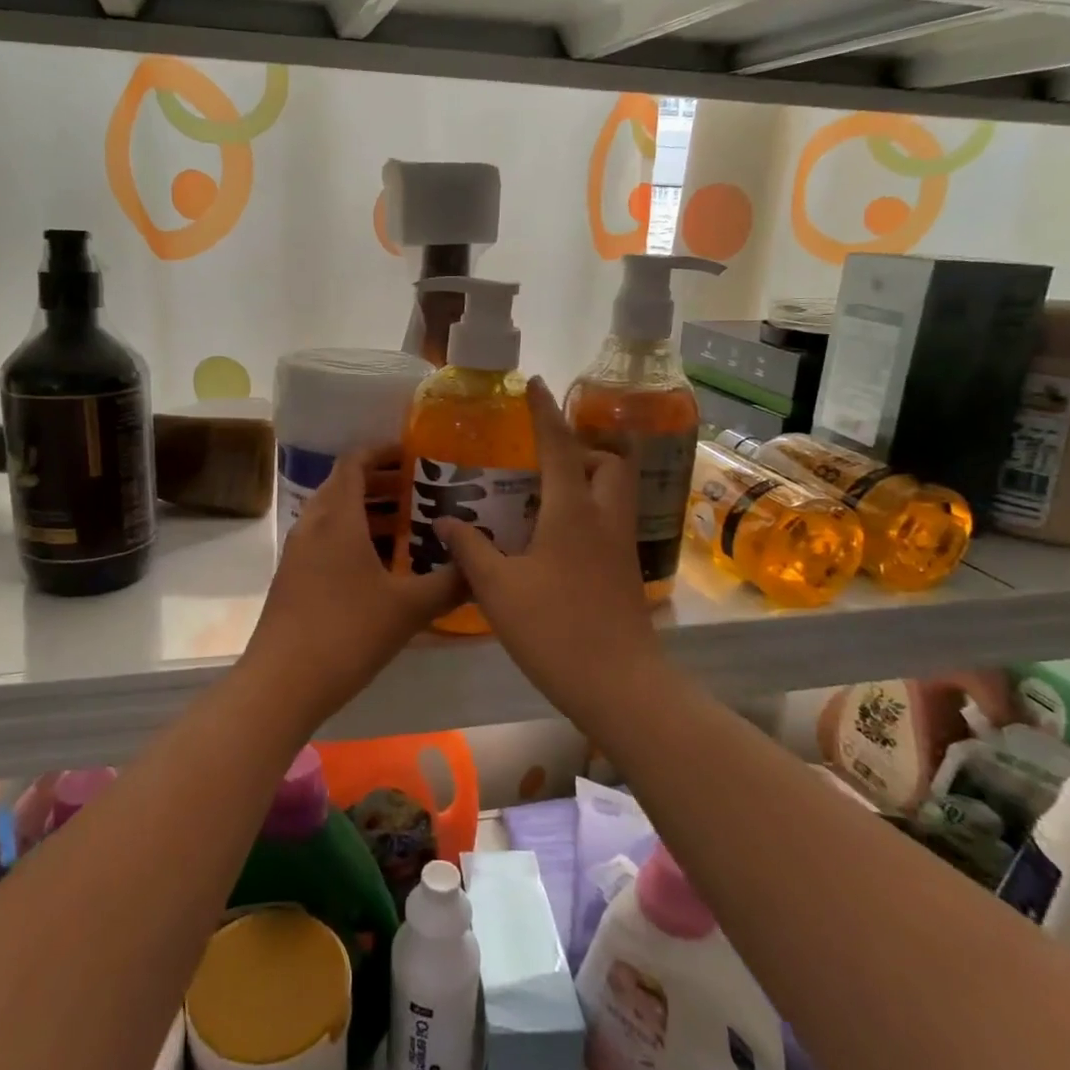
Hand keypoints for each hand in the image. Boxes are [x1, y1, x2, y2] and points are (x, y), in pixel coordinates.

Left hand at [246, 446, 464, 716]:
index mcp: (337, 517)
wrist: (282, 683)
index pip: (355, 462)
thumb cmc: (347, 632)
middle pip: (345, 486)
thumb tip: (481, 566)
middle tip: (422, 491)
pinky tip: (384, 568)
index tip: (415, 455)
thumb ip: (450, 582)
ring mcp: (299, 553)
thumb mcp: (409, 608)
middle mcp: (313, 525)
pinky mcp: (294, 578)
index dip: (383, 452)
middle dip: (382, 483)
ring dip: (369, 513)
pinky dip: (354, 539)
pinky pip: (327, 541)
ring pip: (335, 516)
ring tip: (410, 527)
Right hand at [434, 379, 660, 709]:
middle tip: (543, 461)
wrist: (619, 684)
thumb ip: (469, 549)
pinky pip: (610, 521)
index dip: (544, 412)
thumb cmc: (554, 629)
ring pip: (614, 493)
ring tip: (544, 497)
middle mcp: (604, 518)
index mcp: (573, 511)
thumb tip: (444, 520)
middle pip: (607, 463)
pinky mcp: (625, 572)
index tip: (534, 385)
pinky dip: (588, 512)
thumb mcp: (497, 589)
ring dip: (587, 480)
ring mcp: (620, 546)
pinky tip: (555, 540)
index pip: (559, 445)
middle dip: (580, 449)